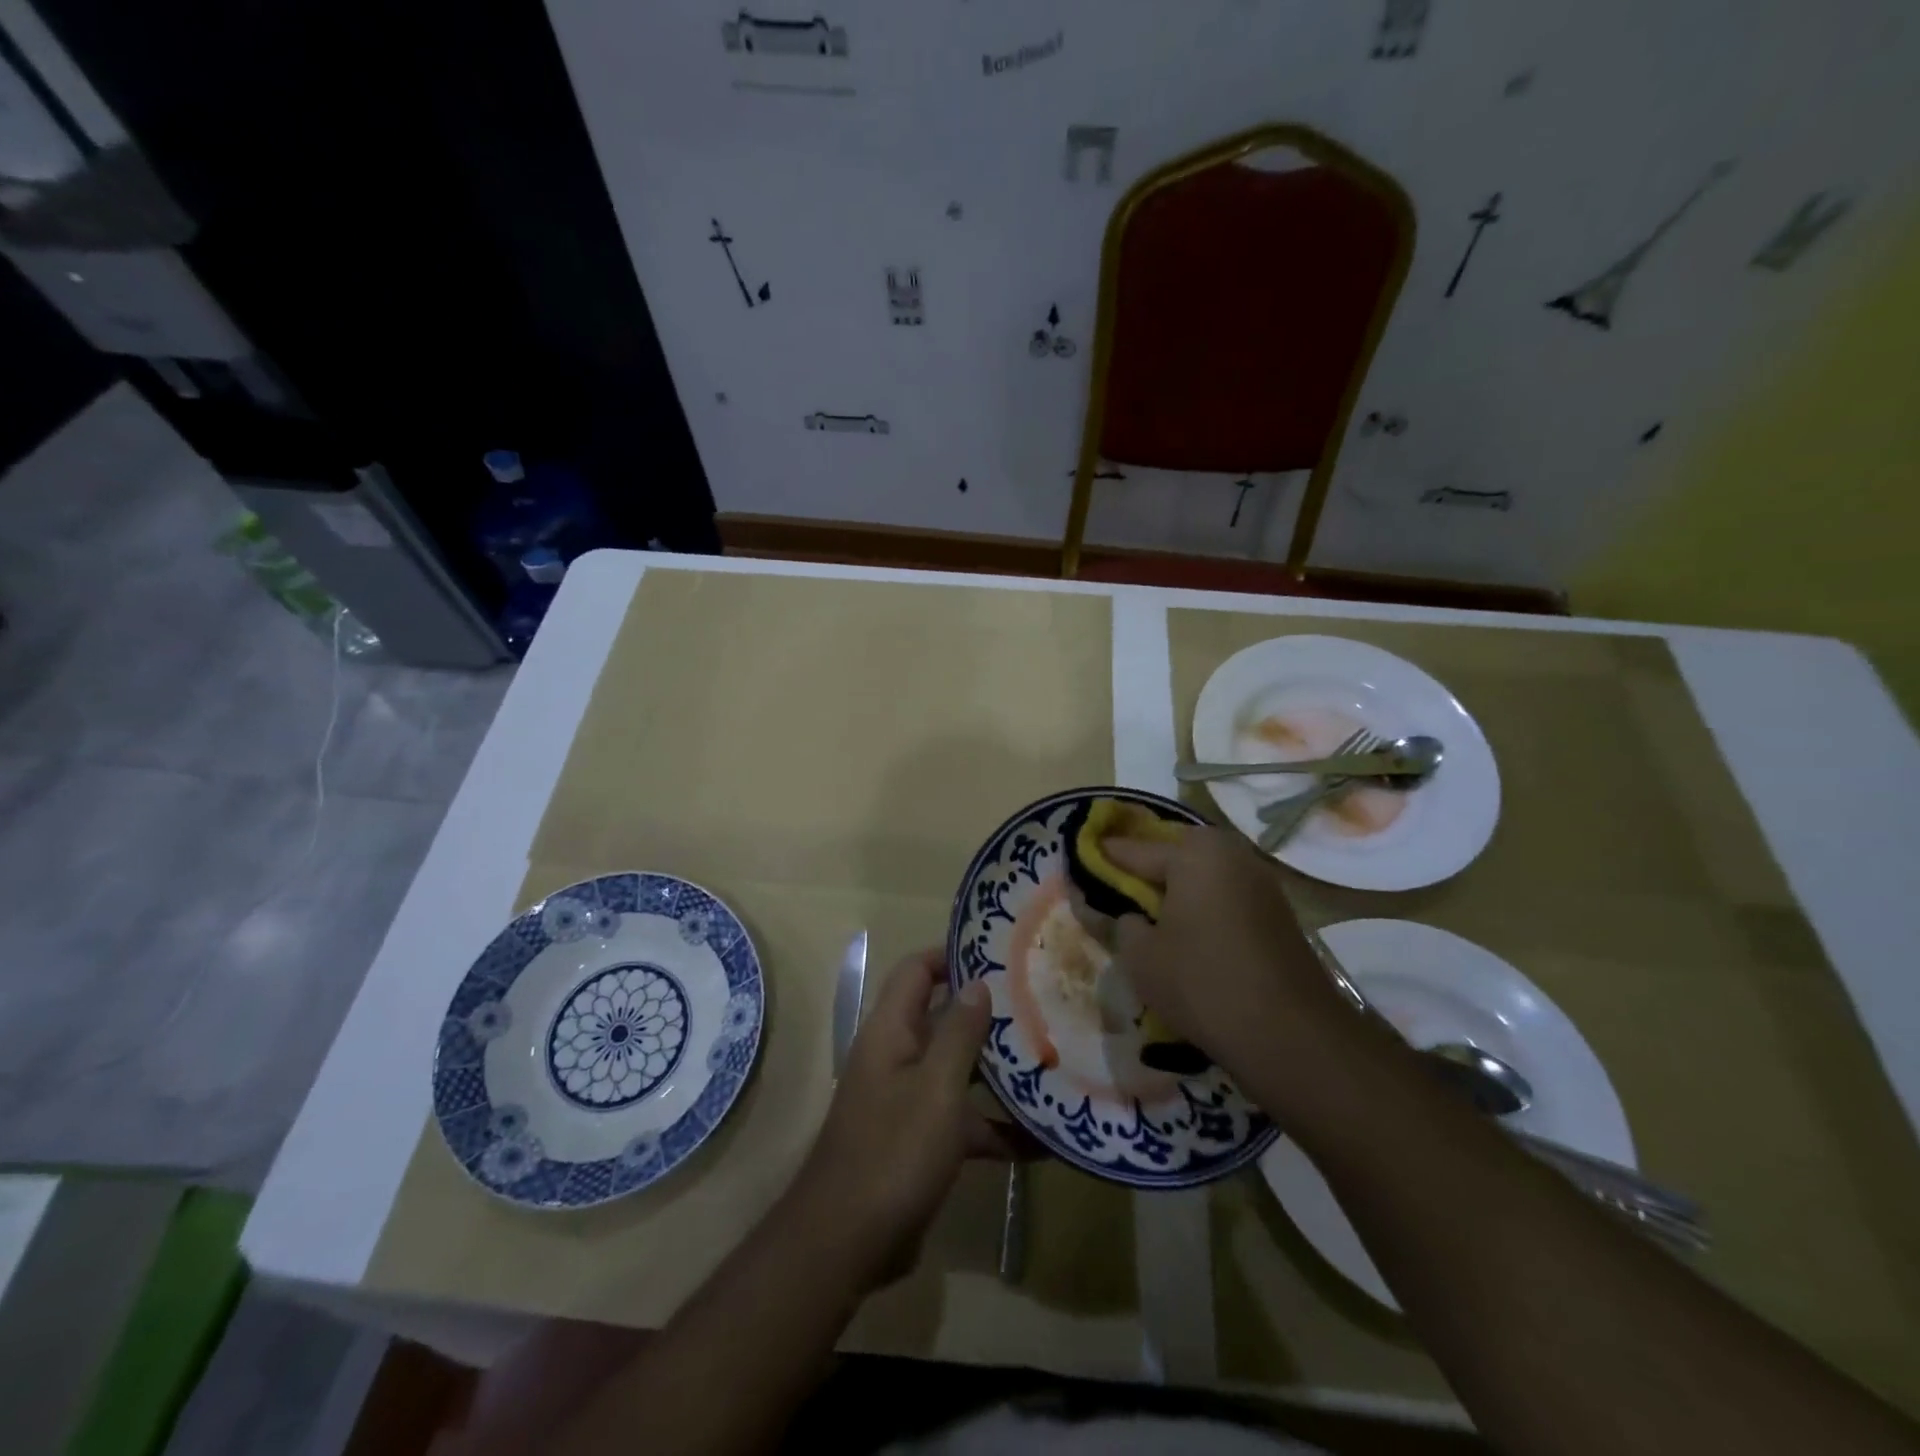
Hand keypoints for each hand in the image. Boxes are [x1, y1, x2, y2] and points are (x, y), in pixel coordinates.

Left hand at [792, 949, 1032, 1287]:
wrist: (846, 1244)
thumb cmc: (893, 1152)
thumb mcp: (936, 1087)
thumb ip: (959, 1032)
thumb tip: (978, 982)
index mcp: (891, 1031)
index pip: (917, 971)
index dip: (952, 956)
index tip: (1000, 956)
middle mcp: (897, 1056)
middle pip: (944, 1018)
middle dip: (989, 1014)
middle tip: (1041, 1006)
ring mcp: (909, 1100)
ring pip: (958, 1070)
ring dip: (998, 1072)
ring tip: (1052, 1063)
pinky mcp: (920, 1142)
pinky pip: (963, 1121)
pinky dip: (996, 1127)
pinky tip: (1043, 1142)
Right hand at [1104, 829, 1362, 1097]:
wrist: (1290, 1035)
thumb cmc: (1201, 982)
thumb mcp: (1140, 955)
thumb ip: (1120, 922)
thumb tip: (1124, 913)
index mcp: (1194, 852)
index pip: (1132, 850)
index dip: (1102, 861)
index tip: (1078, 868)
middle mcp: (1231, 854)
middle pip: (1173, 857)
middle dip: (1144, 874)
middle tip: (1117, 898)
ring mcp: (1262, 883)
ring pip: (1203, 879)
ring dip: (1176, 894)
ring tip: (1150, 921)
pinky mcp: (1279, 914)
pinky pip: (1226, 899)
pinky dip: (1203, 910)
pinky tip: (1189, 938)